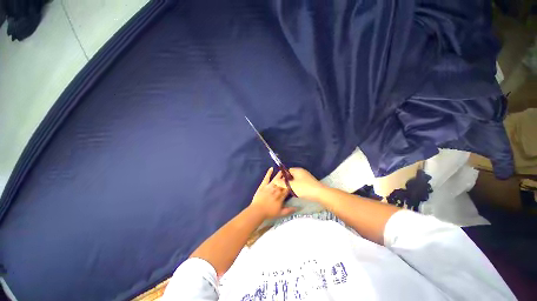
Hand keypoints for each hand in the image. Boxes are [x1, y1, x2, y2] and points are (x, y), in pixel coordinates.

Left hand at [250, 168, 295, 218]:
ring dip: (279, 175)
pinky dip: (269, 173)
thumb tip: (297, 208)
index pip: (287, 189)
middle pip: (282, 183)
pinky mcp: (263, 185)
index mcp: (281, 196)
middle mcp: (276, 190)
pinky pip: (266, 178)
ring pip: (276, 179)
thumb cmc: (269, 212)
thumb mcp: (280, 213)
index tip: (293, 180)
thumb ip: (289, 210)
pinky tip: (271, 168)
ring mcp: (269, 187)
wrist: (258, 210)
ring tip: (283, 171)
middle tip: (289, 173)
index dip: (290, 185)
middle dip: (285, 178)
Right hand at [273, 168, 325, 200]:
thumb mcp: (291, 186)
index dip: (282, 176)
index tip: (280, 182)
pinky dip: (297, 186)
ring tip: (289, 190)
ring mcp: (306, 177)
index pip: (287, 170)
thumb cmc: (304, 188)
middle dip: (287, 180)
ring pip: (296, 179)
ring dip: (292, 184)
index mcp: (297, 170)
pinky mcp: (309, 182)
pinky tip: (296, 191)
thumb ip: (282, 183)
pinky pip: (300, 182)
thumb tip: (275, 180)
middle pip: (291, 175)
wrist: (319, 193)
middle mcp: (302, 172)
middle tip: (284, 187)